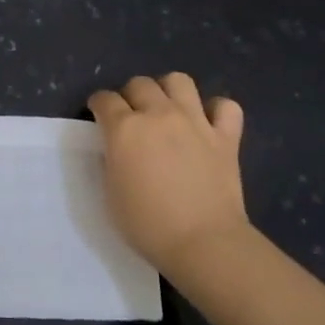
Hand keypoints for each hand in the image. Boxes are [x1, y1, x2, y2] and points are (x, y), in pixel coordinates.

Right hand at [88, 73, 249, 280]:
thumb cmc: (147, 225)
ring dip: (168, 90)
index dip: (98, 105)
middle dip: (130, 95)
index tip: (99, 116)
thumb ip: (112, 159)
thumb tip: (117, 147)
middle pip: (139, 83)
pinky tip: (207, 123)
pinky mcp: (226, 137)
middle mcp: (159, 114)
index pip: (104, 99)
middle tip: (132, 117)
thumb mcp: (111, 192)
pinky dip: (216, 110)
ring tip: (167, 110)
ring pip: (179, 81)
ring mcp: (195, 122)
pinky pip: (226, 106)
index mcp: (125, 128)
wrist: (203, 243)